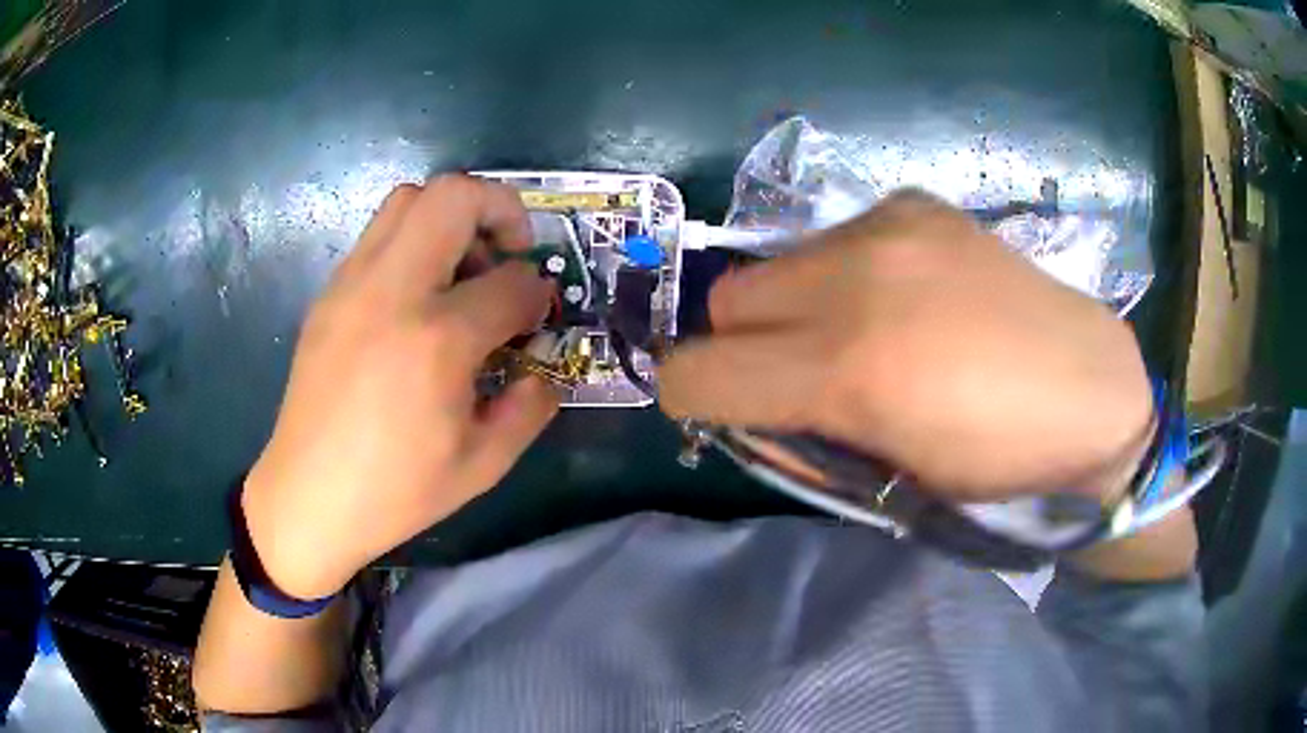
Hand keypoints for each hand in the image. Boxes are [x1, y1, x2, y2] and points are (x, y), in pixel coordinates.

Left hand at [242, 176, 556, 598]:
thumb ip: (530, 408)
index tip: (537, 313)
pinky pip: (378, 234)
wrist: (308, 498)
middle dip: (500, 209)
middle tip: (510, 253)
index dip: (538, 292)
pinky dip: (413, 241)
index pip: (511, 282)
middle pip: (454, 196)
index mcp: (437, 339)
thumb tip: (542, 371)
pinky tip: (416, 298)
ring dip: (451, 217)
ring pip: (409, 198)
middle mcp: (392, 291)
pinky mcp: (329, 293)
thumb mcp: (483, 464)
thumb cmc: (396, 491)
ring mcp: (352, 284)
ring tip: (461, 271)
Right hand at [659, 192, 1152, 502]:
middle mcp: (855, 278)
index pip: (697, 372)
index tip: (722, 407)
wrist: (1090, 389)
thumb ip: (797, 434)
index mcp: (849, 369)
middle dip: (744, 346)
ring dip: (792, 305)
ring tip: (862, 329)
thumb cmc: (995, 460)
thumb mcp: (886, 478)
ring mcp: (887, 226)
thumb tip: (741, 405)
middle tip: (802, 374)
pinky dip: (841, 273)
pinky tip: (902, 294)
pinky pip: (833, 239)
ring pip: (775, 264)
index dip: (692, 397)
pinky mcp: (914, 202)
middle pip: (726, 301)